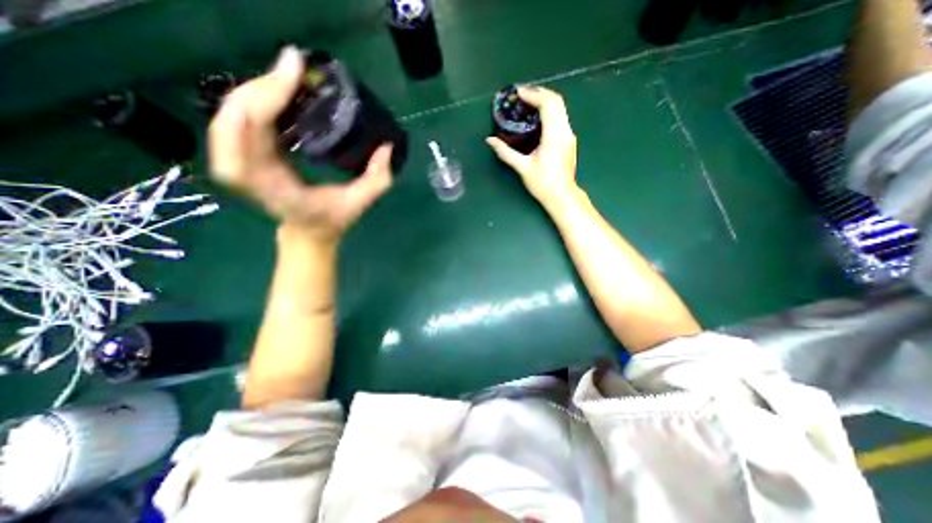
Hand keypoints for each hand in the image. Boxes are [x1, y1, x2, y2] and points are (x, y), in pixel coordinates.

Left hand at [209, 45, 393, 240]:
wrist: (307, 234)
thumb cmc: (331, 221)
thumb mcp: (359, 203)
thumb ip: (377, 179)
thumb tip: (386, 147)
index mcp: (275, 186)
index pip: (254, 132)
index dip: (267, 96)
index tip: (292, 69)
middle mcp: (248, 173)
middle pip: (234, 115)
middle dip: (262, 86)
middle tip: (294, 71)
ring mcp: (241, 164)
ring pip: (229, 115)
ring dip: (254, 91)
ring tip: (285, 79)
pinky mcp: (244, 157)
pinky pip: (236, 122)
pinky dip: (251, 102)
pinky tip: (274, 95)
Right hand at [484, 84, 580, 206]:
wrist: (562, 196)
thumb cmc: (542, 184)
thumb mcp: (522, 168)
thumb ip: (505, 152)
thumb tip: (490, 140)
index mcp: (554, 136)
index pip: (548, 104)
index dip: (533, 94)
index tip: (518, 93)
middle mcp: (565, 131)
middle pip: (557, 101)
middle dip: (539, 93)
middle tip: (522, 94)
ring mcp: (569, 135)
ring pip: (560, 108)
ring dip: (545, 100)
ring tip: (528, 102)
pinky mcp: (569, 140)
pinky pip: (560, 117)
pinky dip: (549, 110)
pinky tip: (537, 117)